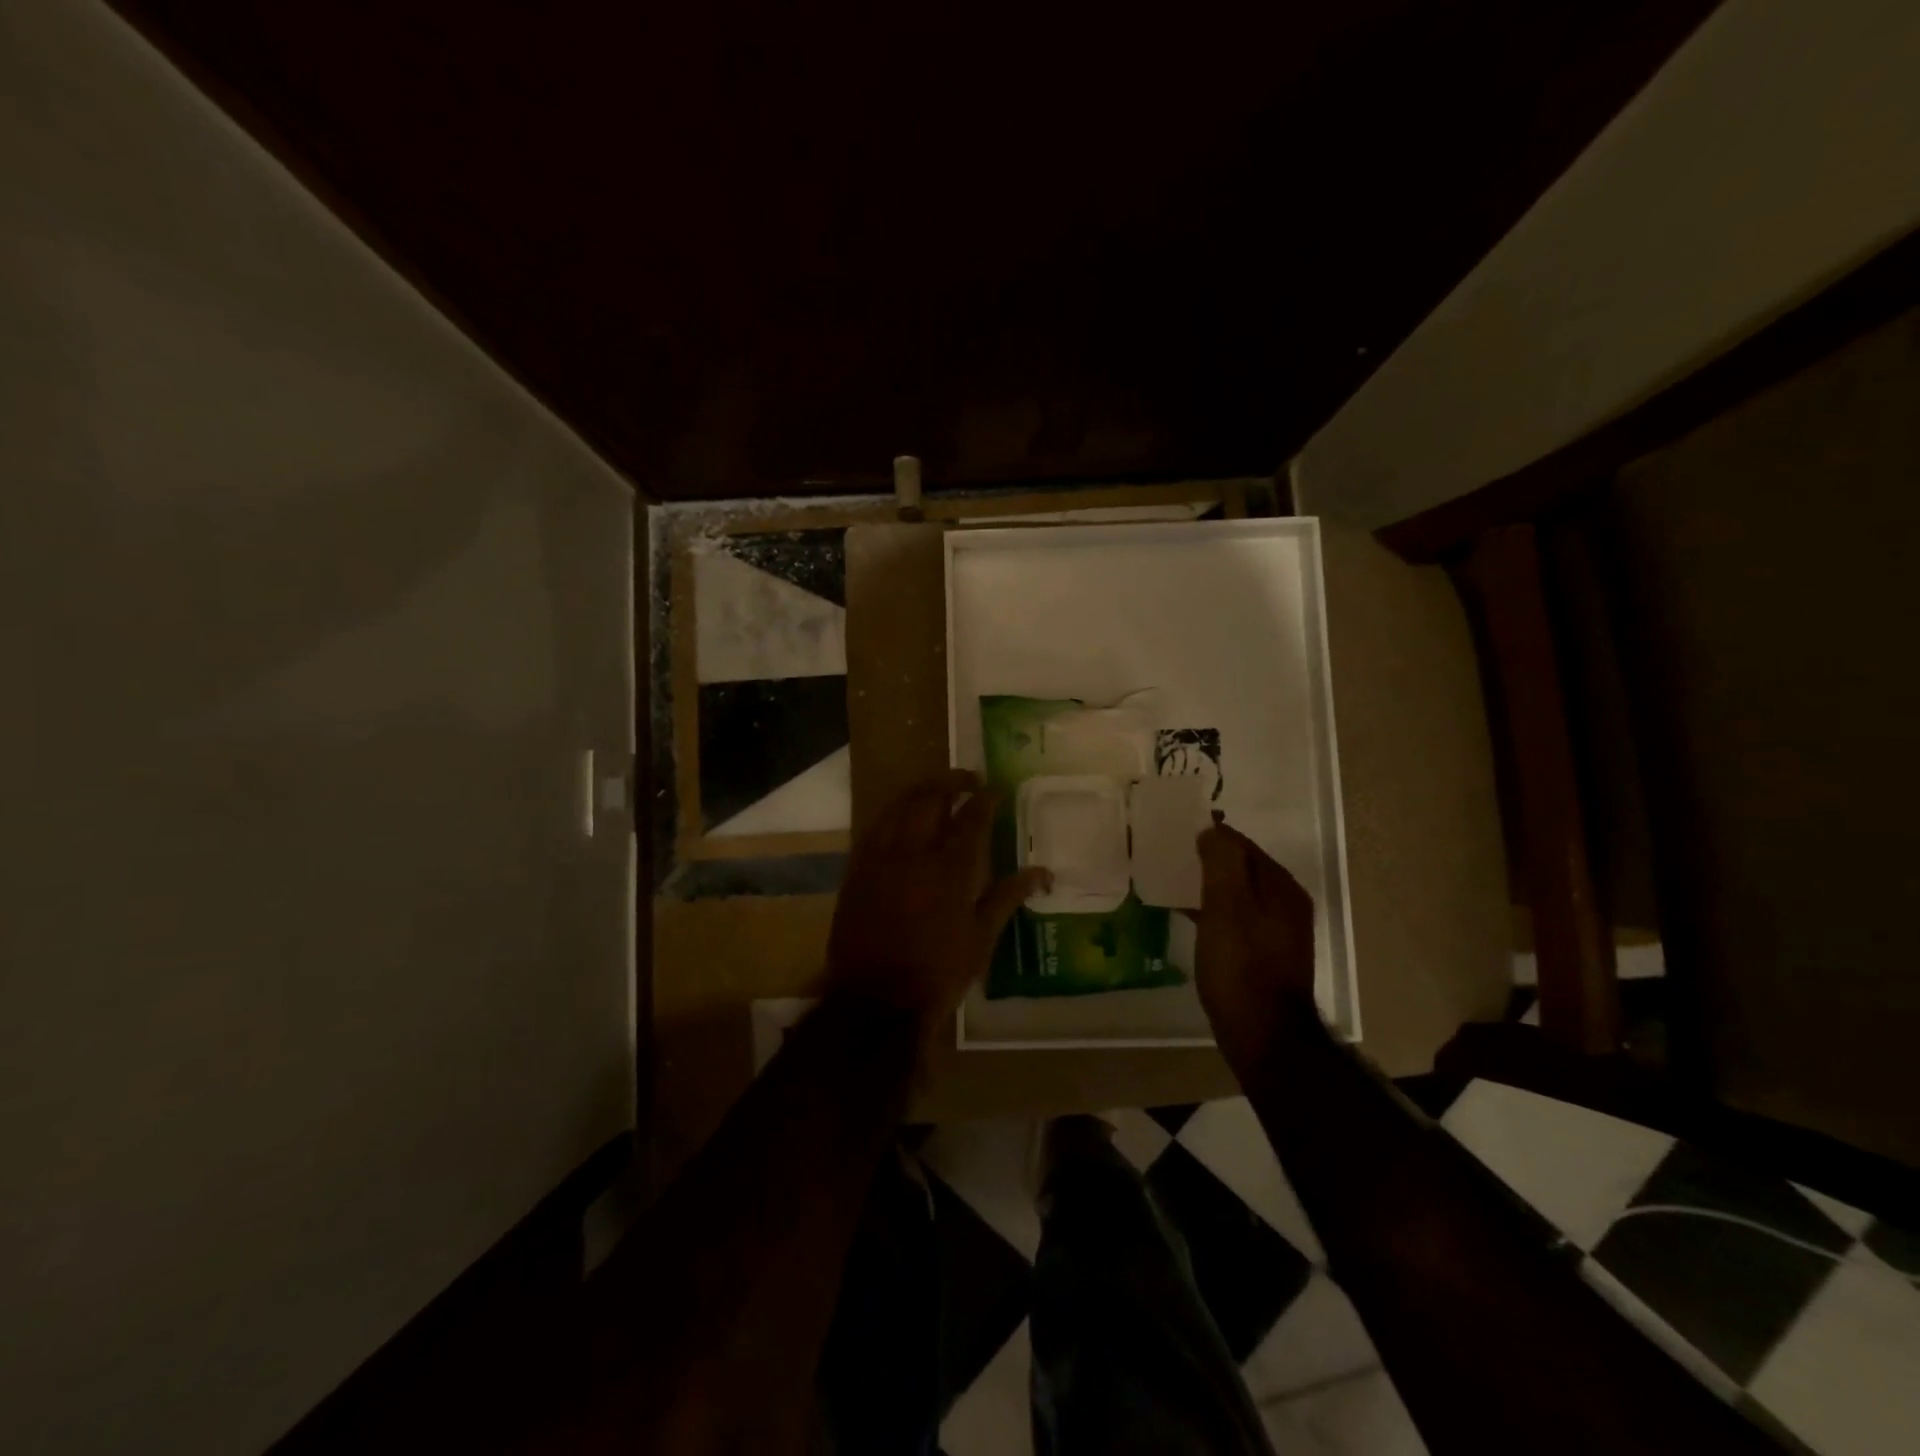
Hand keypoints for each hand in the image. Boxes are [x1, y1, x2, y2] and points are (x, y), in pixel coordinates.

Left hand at [826, 770, 1049, 1035]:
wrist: (874, 1000)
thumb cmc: (936, 974)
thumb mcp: (981, 939)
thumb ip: (1008, 897)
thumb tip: (1042, 871)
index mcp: (949, 868)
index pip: (972, 817)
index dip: (986, 798)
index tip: (995, 788)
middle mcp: (913, 852)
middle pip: (930, 798)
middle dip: (951, 781)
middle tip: (968, 780)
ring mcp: (879, 858)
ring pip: (898, 806)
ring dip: (920, 791)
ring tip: (936, 791)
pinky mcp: (857, 870)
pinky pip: (875, 827)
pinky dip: (894, 814)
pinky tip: (902, 820)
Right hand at [1194, 822, 1318, 1073]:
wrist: (1263, 1035)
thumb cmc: (1241, 967)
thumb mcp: (1227, 908)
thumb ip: (1222, 863)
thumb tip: (1212, 829)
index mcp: (1280, 887)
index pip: (1241, 844)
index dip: (1209, 835)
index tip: (1174, 834)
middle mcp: (1285, 903)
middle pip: (1241, 867)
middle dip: (1207, 858)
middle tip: (1168, 855)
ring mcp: (1276, 931)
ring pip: (1237, 893)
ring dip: (1207, 884)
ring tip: (1171, 882)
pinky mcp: (1263, 954)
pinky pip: (1234, 917)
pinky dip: (1212, 909)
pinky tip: (1188, 915)